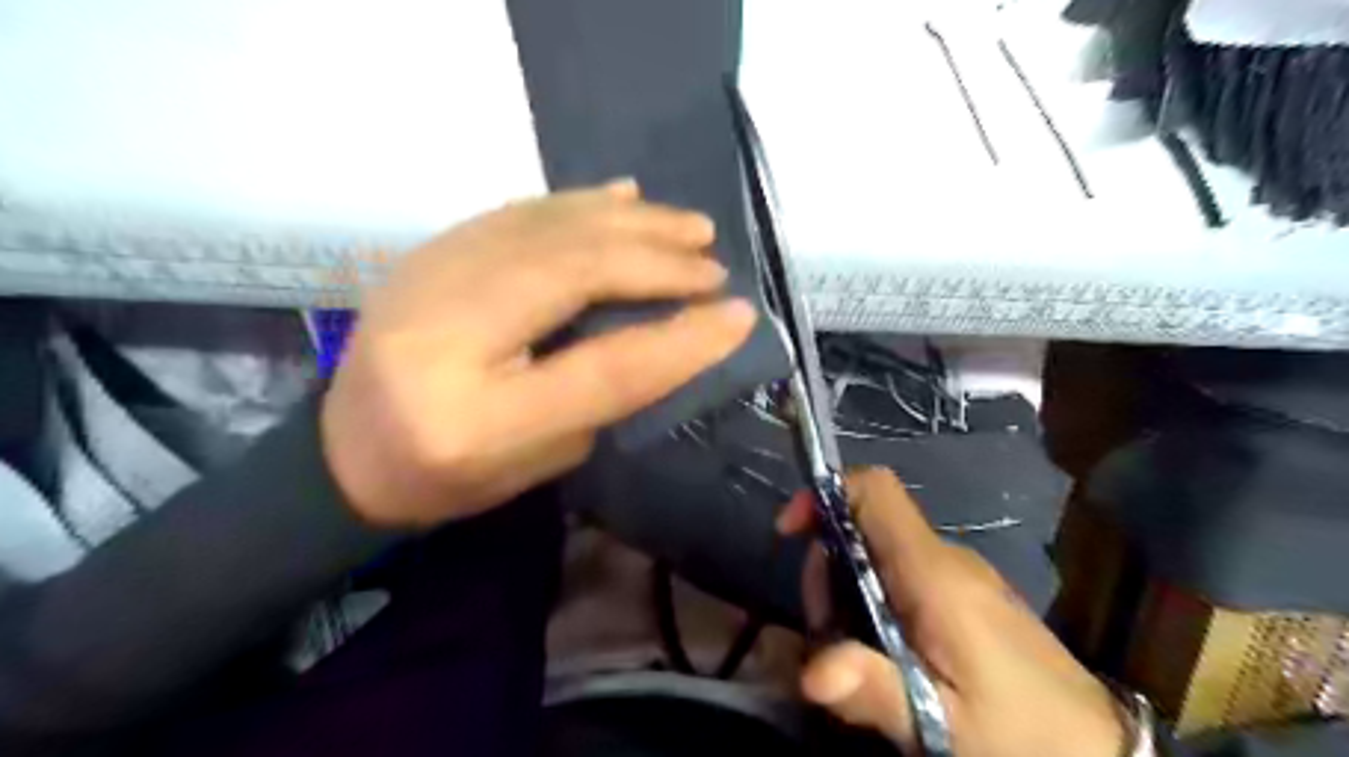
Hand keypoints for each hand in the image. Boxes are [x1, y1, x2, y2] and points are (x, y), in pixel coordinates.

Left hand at [320, 181, 752, 530]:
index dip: (679, 340)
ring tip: (690, 227)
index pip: (602, 370)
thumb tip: (662, 332)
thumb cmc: (450, 478)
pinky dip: (581, 202)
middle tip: (712, 264)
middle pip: (574, 275)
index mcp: (476, 420)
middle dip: (658, 262)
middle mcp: (447, 336)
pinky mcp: (428, 252)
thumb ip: (599, 397)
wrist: (343, 453)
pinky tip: (626, 196)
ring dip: (632, 224)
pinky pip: (519, 212)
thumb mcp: (538, 463)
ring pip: (551, 228)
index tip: (738, 316)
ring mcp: (427, 279)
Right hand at [774, 468, 1125, 755]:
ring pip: (878, 553)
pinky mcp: (966, 593)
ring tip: (857, 654)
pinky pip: (902, 574)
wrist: (1101, 753)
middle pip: (864, 526)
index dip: (827, 495)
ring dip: (847, 590)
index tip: (790, 532)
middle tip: (827, 633)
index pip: (876, 491)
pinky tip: (886, 651)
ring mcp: (958, 574)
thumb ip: (876, 689)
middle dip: (826, 567)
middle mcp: (944, 558)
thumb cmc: (1023, 734)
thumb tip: (811, 671)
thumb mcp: (944, 723)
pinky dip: (874, 599)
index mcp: (934, 572)